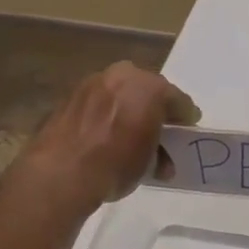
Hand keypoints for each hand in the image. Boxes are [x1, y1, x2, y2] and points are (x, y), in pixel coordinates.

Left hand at [16, 63, 198, 209]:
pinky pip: (98, 102)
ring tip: (128, 135)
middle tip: (158, 129)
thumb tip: (162, 157)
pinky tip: (104, 135)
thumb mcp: (150, 161)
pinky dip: (104, 114)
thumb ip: (160, 149)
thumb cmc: (116, 163)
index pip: (177, 99)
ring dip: (127, 109)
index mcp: (149, 86)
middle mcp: (122, 75)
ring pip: (120, 93)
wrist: (61, 173)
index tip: (187, 128)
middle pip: (147, 90)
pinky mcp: (69, 96)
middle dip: (154, 108)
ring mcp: (92, 83)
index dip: (184, 116)